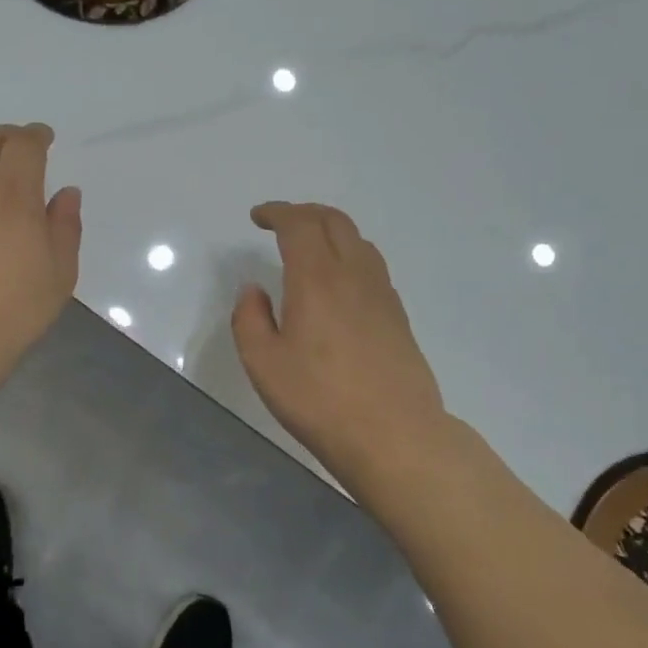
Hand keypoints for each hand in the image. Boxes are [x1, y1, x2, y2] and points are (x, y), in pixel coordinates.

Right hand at [232, 203, 448, 494]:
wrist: (394, 434)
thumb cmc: (319, 399)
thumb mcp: (263, 363)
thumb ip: (249, 319)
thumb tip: (254, 291)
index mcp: (316, 279)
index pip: (299, 225)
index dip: (277, 213)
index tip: (258, 217)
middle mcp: (353, 275)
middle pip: (334, 221)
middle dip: (304, 213)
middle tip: (281, 223)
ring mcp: (382, 294)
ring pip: (358, 241)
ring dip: (330, 230)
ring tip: (309, 246)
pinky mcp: (398, 316)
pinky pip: (372, 265)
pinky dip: (349, 254)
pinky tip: (338, 282)